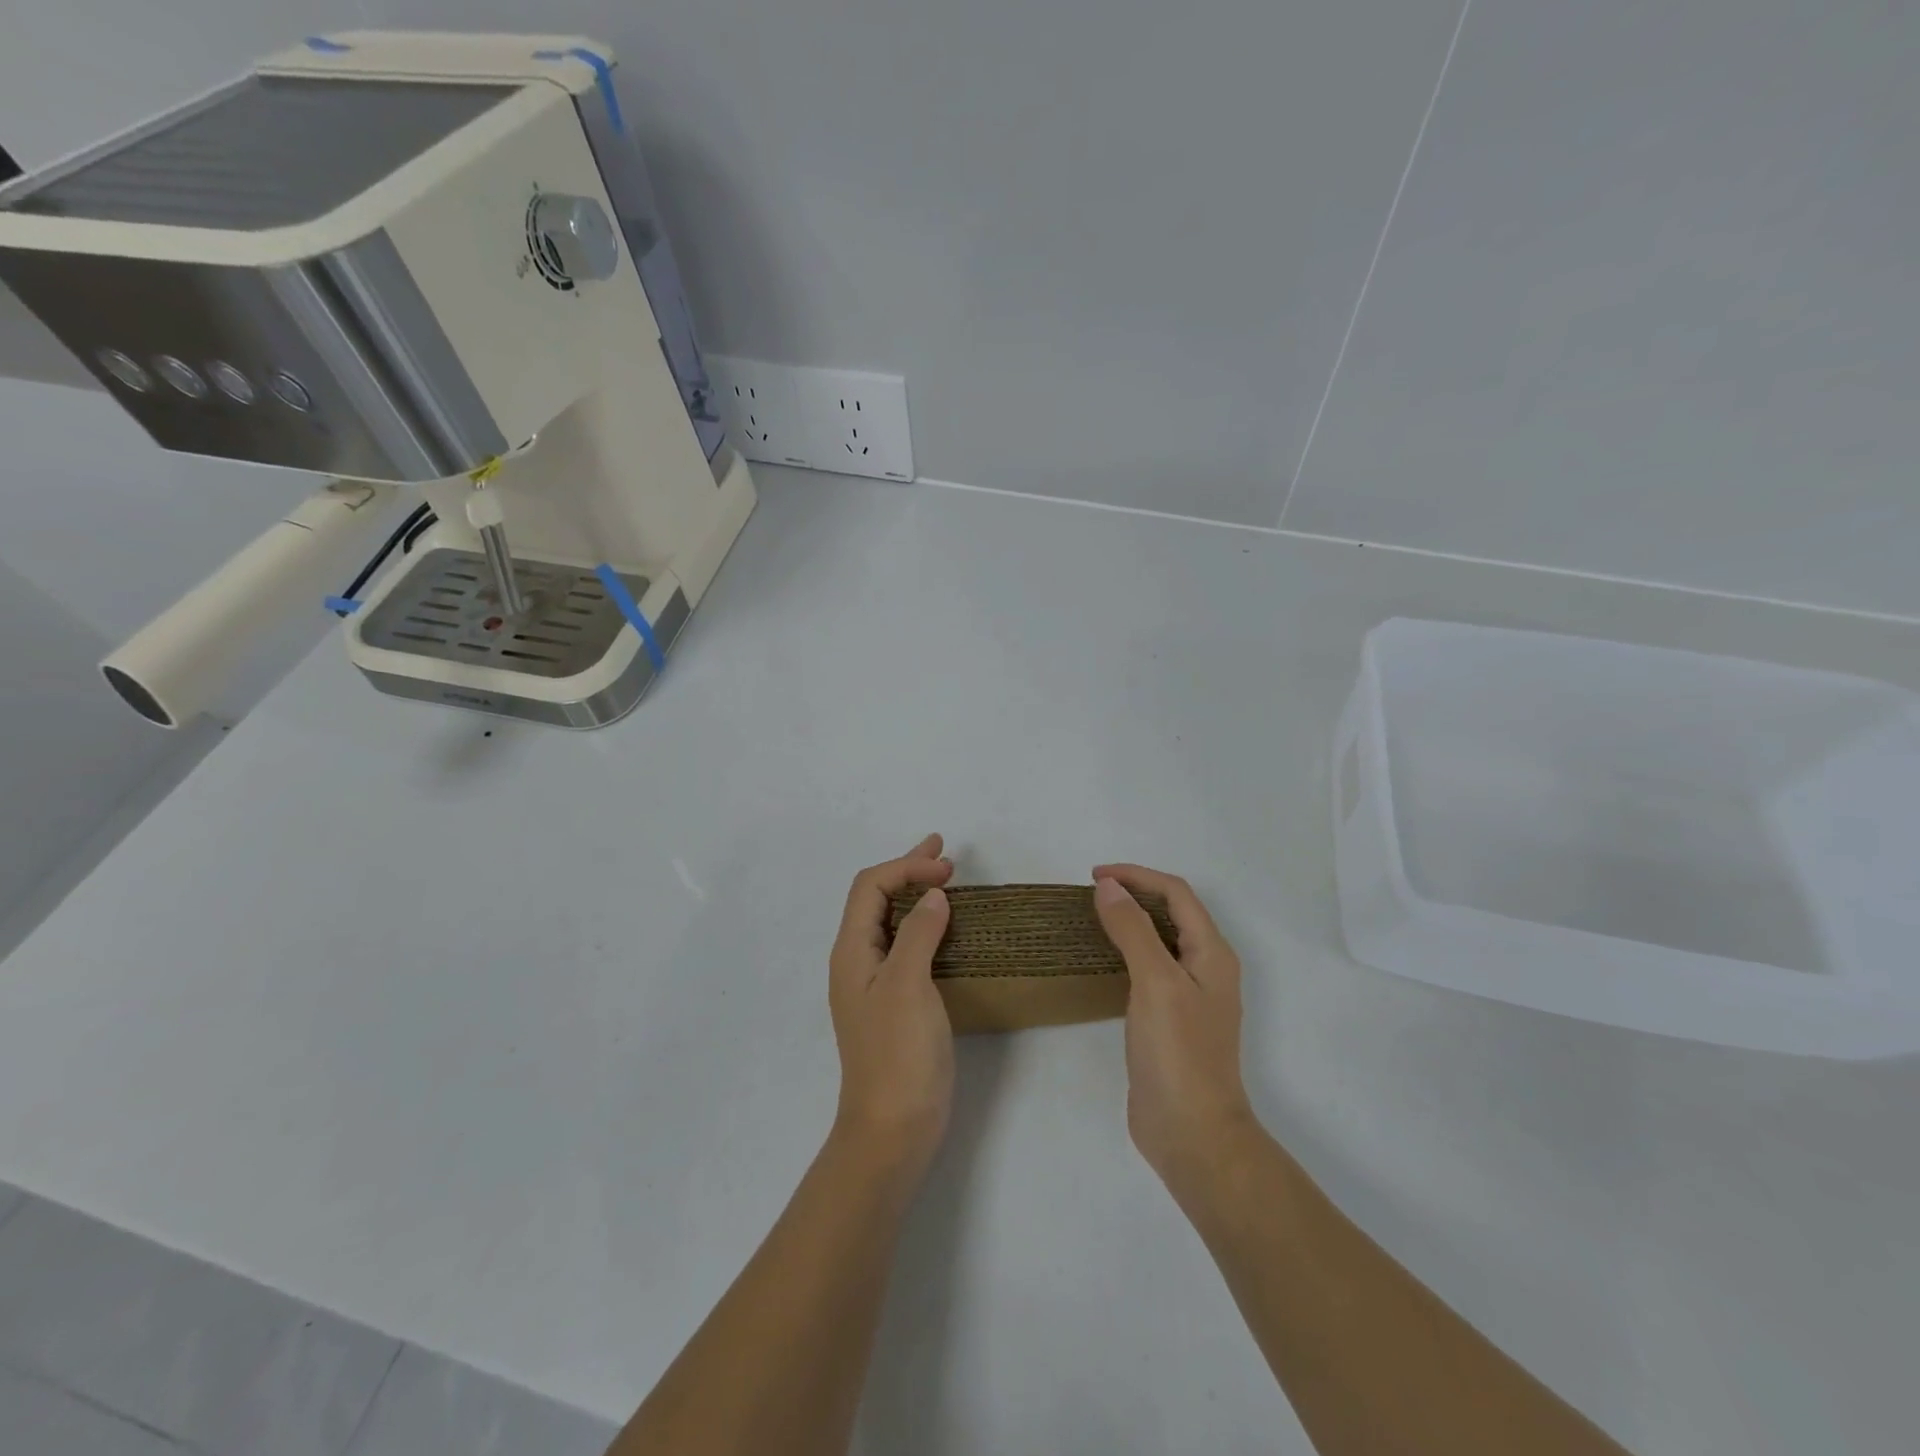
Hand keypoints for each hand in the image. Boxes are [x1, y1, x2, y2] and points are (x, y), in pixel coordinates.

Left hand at [829, 834, 956, 1173]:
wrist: (893, 1129)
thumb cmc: (898, 1054)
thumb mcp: (907, 984)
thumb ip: (918, 933)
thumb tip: (933, 896)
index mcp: (852, 951)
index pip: (871, 887)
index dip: (906, 866)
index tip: (948, 868)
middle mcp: (858, 961)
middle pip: (877, 898)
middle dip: (908, 869)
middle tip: (942, 849)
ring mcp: (877, 983)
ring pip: (893, 921)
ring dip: (917, 894)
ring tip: (946, 878)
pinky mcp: (897, 1003)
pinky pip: (907, 946)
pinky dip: (926, 924)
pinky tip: (946, 927)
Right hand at [1092, 864, 1255, 1185]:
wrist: (1192, 1134)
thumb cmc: (1178, 1053)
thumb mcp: (1155, 982)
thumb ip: (1133, 930)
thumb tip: (1109, 887)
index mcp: (1212, 953)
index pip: (1177, 893)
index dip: (1138, 876)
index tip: (1094, 876)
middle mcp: (1205, 969)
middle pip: (1172, 912)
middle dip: (1135, 893)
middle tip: (1091, 893)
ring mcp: (1189, 996)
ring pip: (1160, 941)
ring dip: (1130, 921)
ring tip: (1092, 918)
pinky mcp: (1170, 1021)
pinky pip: (1148, 969)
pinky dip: (1126, 952)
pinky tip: (1102, 961)